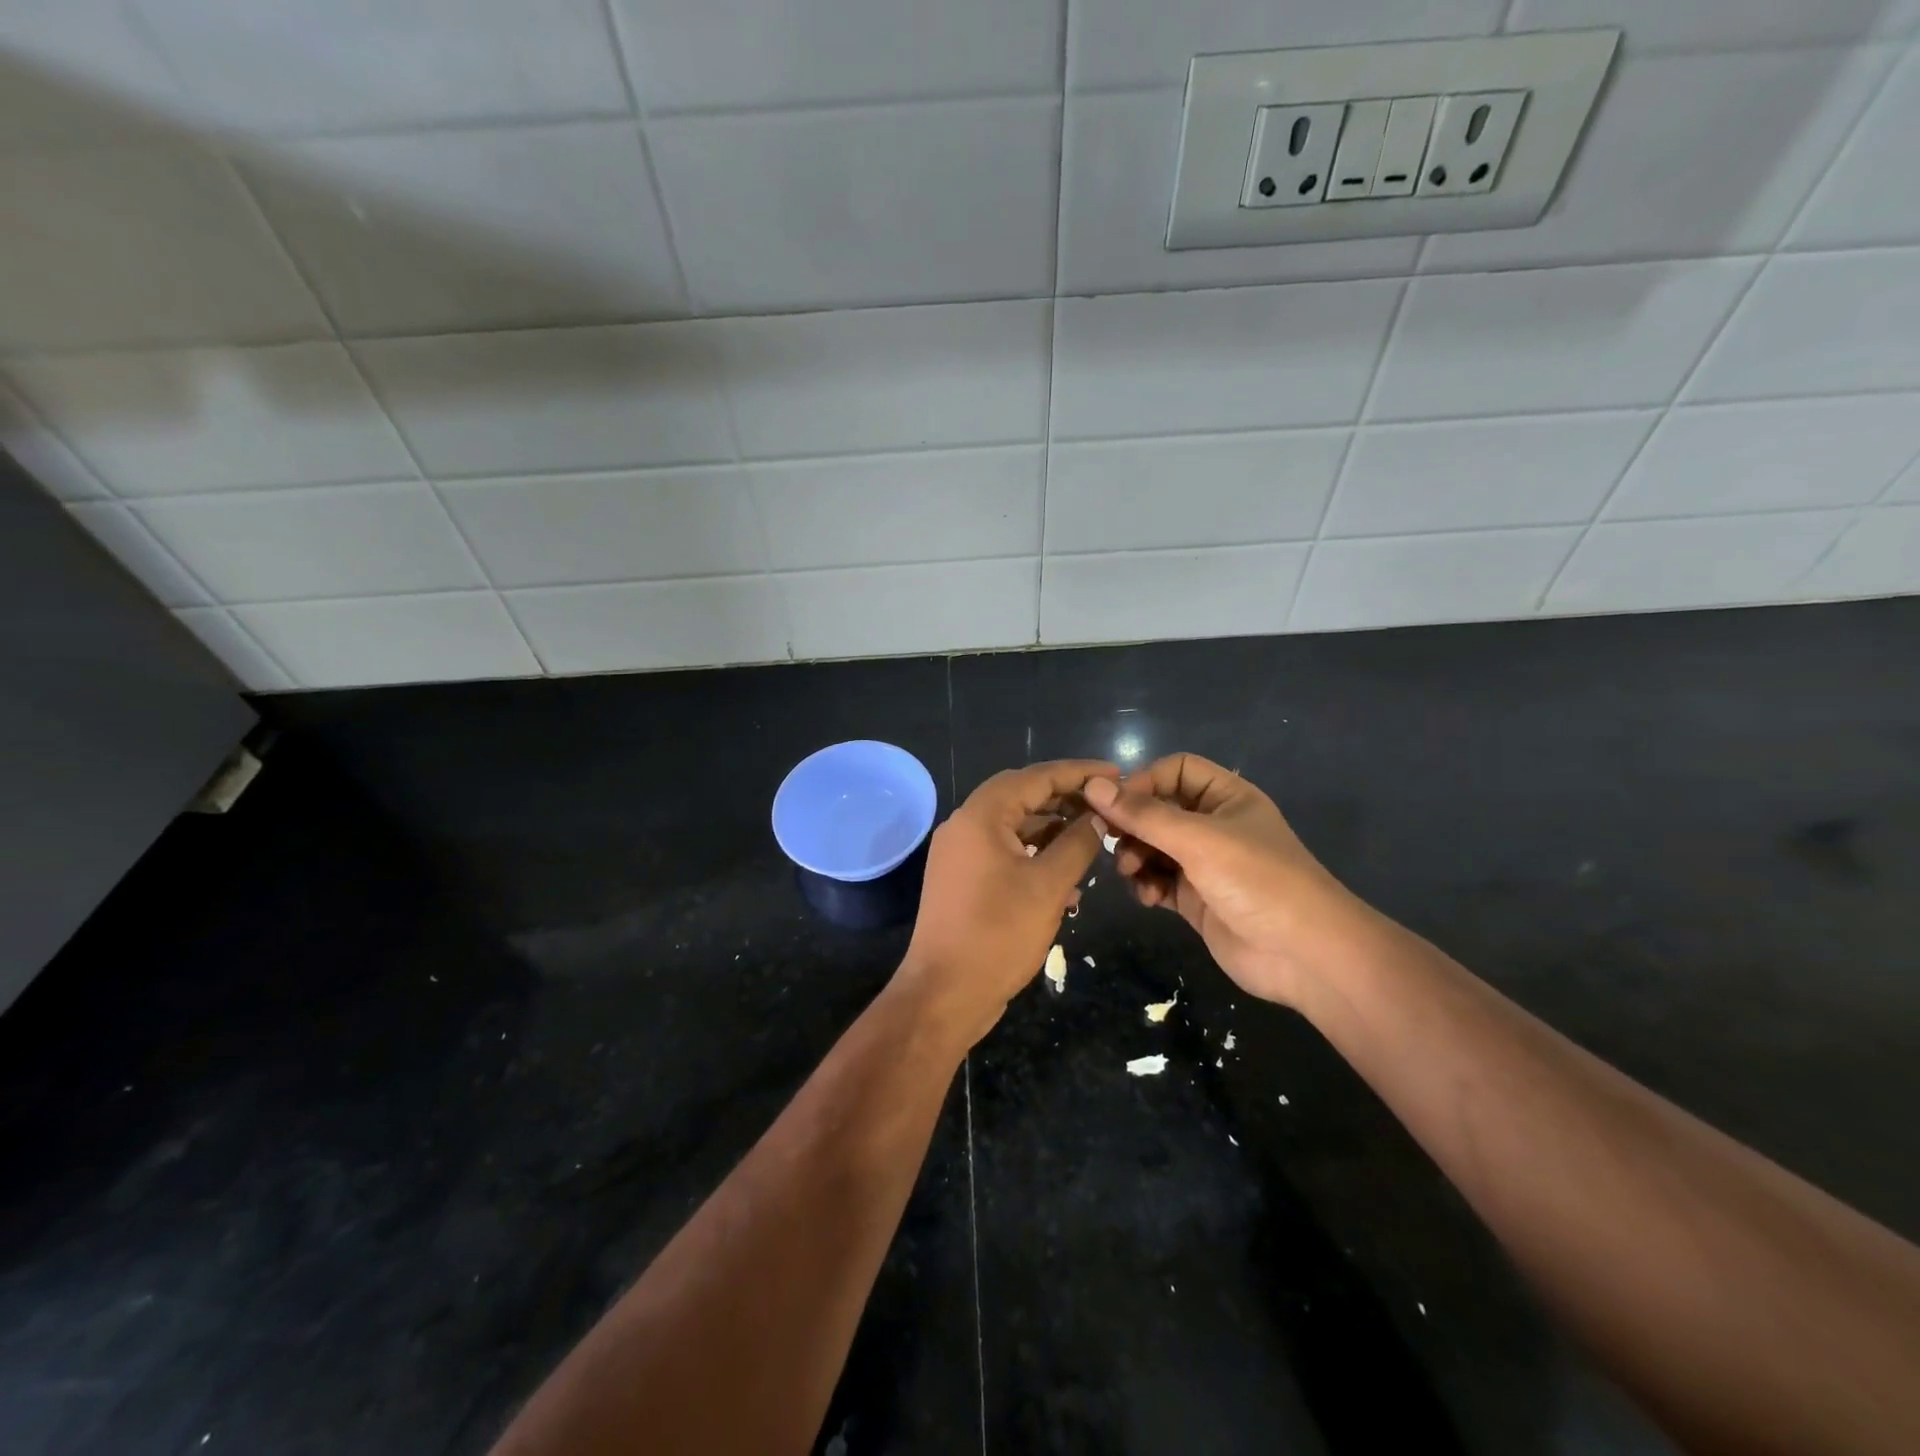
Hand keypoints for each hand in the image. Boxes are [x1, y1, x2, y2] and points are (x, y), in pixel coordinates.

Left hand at [897, 760, 1118, 1049]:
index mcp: (980, 816)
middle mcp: (964, 825)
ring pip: (1012, 826)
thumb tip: (1097, 818)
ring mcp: (959, 853)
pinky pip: (1002, 852)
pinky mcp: (961, 879)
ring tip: (1092, 838)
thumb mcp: (1049, 886)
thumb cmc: (998, 934)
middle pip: (1021, 796)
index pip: (1035, 777)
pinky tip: (1065, 877)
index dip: (1078, 772)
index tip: (1115, 773)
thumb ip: (1077, 844)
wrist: (944, 993)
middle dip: (1064, 798)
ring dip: (1051, 829)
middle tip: (1105, 803)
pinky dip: (1033, 855)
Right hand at [1084, 754, 1364, 1006]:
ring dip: (1135, 855)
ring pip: (1153, 847)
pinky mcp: (1196, 900)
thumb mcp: (1198, 840)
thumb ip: (1143, 814)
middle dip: (1132, 824)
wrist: (1305, 956)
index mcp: (1227, 797)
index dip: (1143, 781)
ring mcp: (1205, 865)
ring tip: (1130, 871)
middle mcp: (1214, 825)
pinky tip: (1148, 897)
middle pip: (1158, 809)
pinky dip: (1146, 885)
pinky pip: (1158, 881)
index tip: (1116, 804)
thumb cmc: (1257, 881)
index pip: (1175, 769)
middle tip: (1110, 840)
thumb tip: (1092, 786)